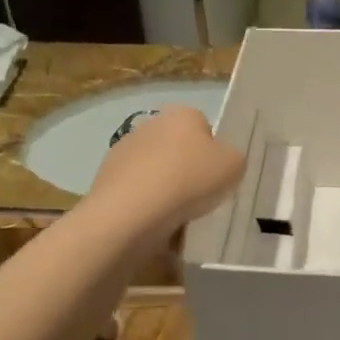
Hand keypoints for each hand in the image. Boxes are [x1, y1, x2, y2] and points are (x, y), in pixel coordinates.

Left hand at [88, 106, 244, 240]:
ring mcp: (123, 151)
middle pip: (178, 150)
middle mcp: (150, 124)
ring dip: (165, 190)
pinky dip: (146, 207)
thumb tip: (220, 163)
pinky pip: (137, 193)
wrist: (130, 214)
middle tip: (201, 198)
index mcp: (182, 114)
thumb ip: (233, 159)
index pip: (205, 128)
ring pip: (156, 172)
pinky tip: (155, 225)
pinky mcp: (105, 179)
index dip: (214, 153)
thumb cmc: (189, 181)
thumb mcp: (234, 166)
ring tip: (178, 218)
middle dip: (188, 171)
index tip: (217, 177)